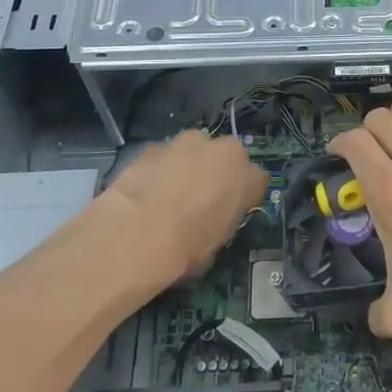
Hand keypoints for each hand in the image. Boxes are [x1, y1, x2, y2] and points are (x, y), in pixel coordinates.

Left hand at [100, 131, 265, 286]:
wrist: (135, 235)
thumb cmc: (185, 249)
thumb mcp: (216, 245)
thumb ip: (222, 222)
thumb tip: (212, 220)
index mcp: (248, 178)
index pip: (256, 181)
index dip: (242, 196)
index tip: (230, 210)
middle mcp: (225, 151)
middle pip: (228, 157)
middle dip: (218, 172)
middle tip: (201, 197)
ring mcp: (188, 142)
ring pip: (196, 149)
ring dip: (189, 164)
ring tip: (170, 191)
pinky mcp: (156, 144)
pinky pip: (165, 155)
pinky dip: (160, 167)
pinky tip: (146, 189)